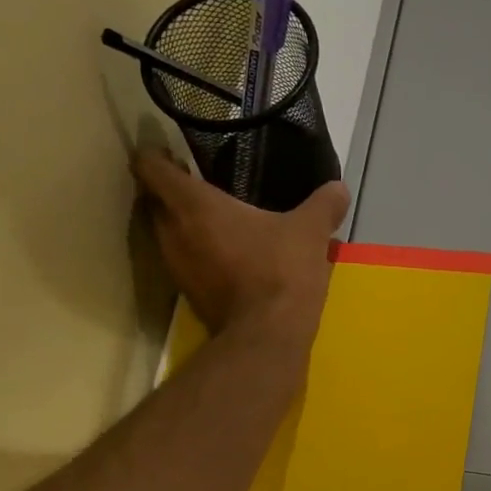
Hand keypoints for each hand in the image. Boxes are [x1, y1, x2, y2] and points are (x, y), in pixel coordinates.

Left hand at [134, 149, 348, 339]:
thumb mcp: (309, 232)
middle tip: (202, 187)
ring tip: (217, 224)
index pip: (150, 166)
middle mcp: (172, 232)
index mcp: (192, 204)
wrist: (268, 336)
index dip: (156, 155)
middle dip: (171, 192)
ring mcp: (177, 268)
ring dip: (184, 227)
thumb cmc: (280, 272)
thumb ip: (323, 205)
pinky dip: (198, 257)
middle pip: (154, 201)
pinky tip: (228, 259)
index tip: (174, 154)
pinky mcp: (189, 297)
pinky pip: (185, 264)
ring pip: (167, 235)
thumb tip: (339, 188)